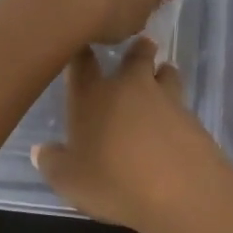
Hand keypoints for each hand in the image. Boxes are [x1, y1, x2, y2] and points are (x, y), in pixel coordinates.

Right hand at [30, 36, 232, 232]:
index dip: (82, 52)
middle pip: (135, 56)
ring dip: (163, 73)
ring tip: (162, 75)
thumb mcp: (69, 180)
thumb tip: (39, 150)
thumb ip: (52, 162)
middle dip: (137, 50)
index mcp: (93, 96)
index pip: (83, 63)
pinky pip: (183, 103)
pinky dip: (178, 108)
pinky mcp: (192, 118)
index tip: (84, 43)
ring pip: (166, 73)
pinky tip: (175, 122)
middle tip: (139, 46)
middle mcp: (129, 88)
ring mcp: (165, 99)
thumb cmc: (113, 180)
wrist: (180, 190)